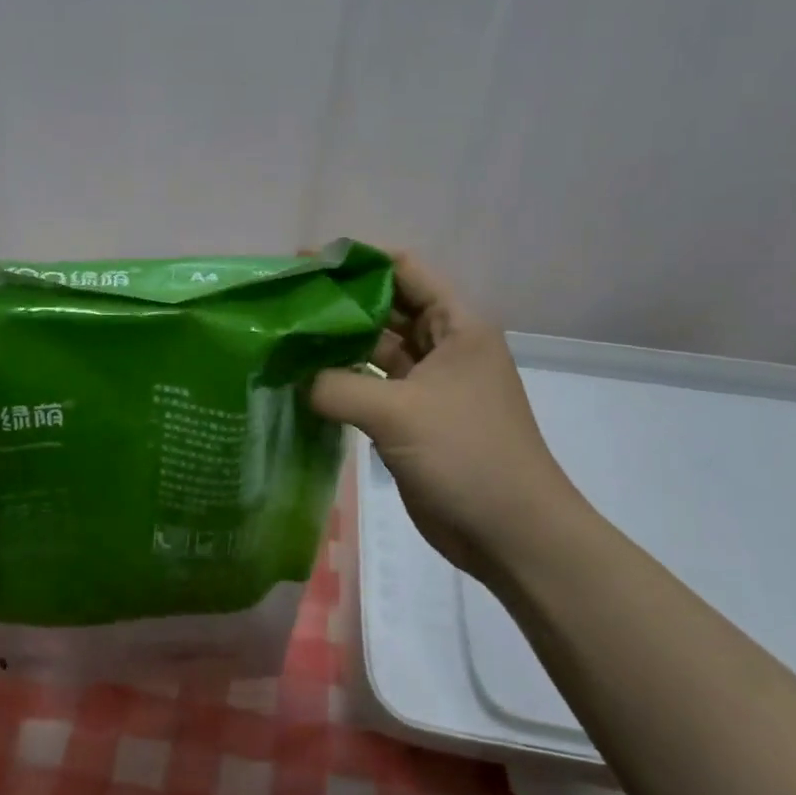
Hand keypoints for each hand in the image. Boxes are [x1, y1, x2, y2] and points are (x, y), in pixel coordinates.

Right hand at [308, 252, 586, 588]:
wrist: (511, 533)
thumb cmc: (466, 455)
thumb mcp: (398, 413)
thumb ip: (337, 387)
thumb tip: (294, 380)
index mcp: (456, 326)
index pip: (405, 270)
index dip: (358, 261)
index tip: (306, 264)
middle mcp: (443, 347)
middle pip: (386, 308)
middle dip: (340, 303)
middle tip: (285, 302)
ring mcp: (428, 385)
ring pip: (375, 351)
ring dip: (337, 345)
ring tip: (285, 338)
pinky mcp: (413, 419)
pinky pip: (371, 388)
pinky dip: (341, 383)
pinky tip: (302, 382)